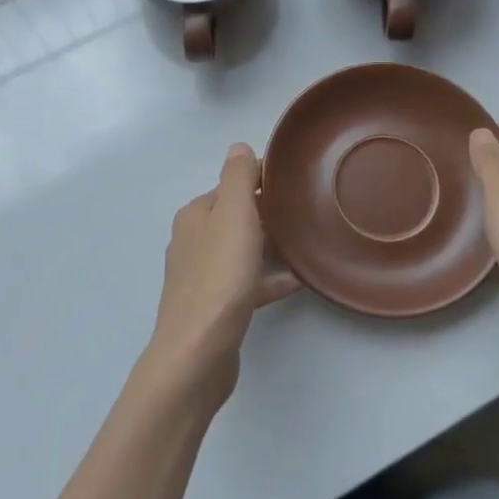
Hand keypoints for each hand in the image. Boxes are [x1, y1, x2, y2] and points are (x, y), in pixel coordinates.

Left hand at [146, 144, 299, 406]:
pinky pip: (247, 283)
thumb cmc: (219, 277)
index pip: (231, 185)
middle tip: (306, 210)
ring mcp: (201, 277)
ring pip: (241, 251)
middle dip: (267, 211)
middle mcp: (193, 241)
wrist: (198, 352)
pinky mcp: (214, 308)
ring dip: (269, 245)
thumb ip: (237, 178)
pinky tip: (296, 282)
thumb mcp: (233, 215)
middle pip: (235, 217)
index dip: (261, 179)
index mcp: (195, 215)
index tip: (295, 179)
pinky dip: (268, 279)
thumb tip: (238, 147)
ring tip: (305, 243)